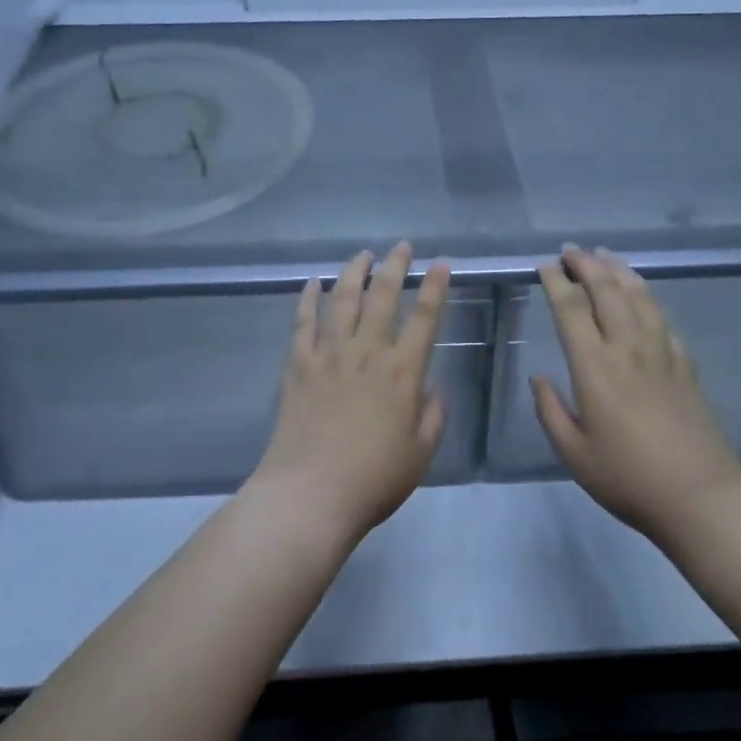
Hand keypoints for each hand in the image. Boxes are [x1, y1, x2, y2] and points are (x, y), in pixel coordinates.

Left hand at [248, 243, 450, 540]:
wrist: (310, 494)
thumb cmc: (374, 479)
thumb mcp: (421, 454)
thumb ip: (432, 416)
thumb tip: (430, 388)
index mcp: (403, 373)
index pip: (425, 318)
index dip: (436, 287)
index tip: (442, 263)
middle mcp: (368, 353)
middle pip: (383, 297)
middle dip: (395, 266)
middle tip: (402, 246)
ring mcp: (329, 355)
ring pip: (343, 300)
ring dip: (354, 273)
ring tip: (363, 255)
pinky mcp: (298, 365)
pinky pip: (303, 322)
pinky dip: (308, 299)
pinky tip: (312, 283)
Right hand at [531, 246, 740, 542]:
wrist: (700, 497)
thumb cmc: (628, 479)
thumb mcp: (574, 453)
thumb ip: (550, 411)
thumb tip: (538, 376)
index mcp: (595, 369)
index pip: (571, 310)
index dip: (556, 283)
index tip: (545, 265)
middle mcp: (628, 350)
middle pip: (607, 292)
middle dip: (586, 265)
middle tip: (570, 251)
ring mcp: (662, 354)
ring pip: (640, 297)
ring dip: (619, 271)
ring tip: (605, 256)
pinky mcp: (685, 366)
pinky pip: (664, 320)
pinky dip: (648, 299)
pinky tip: (643, 297)